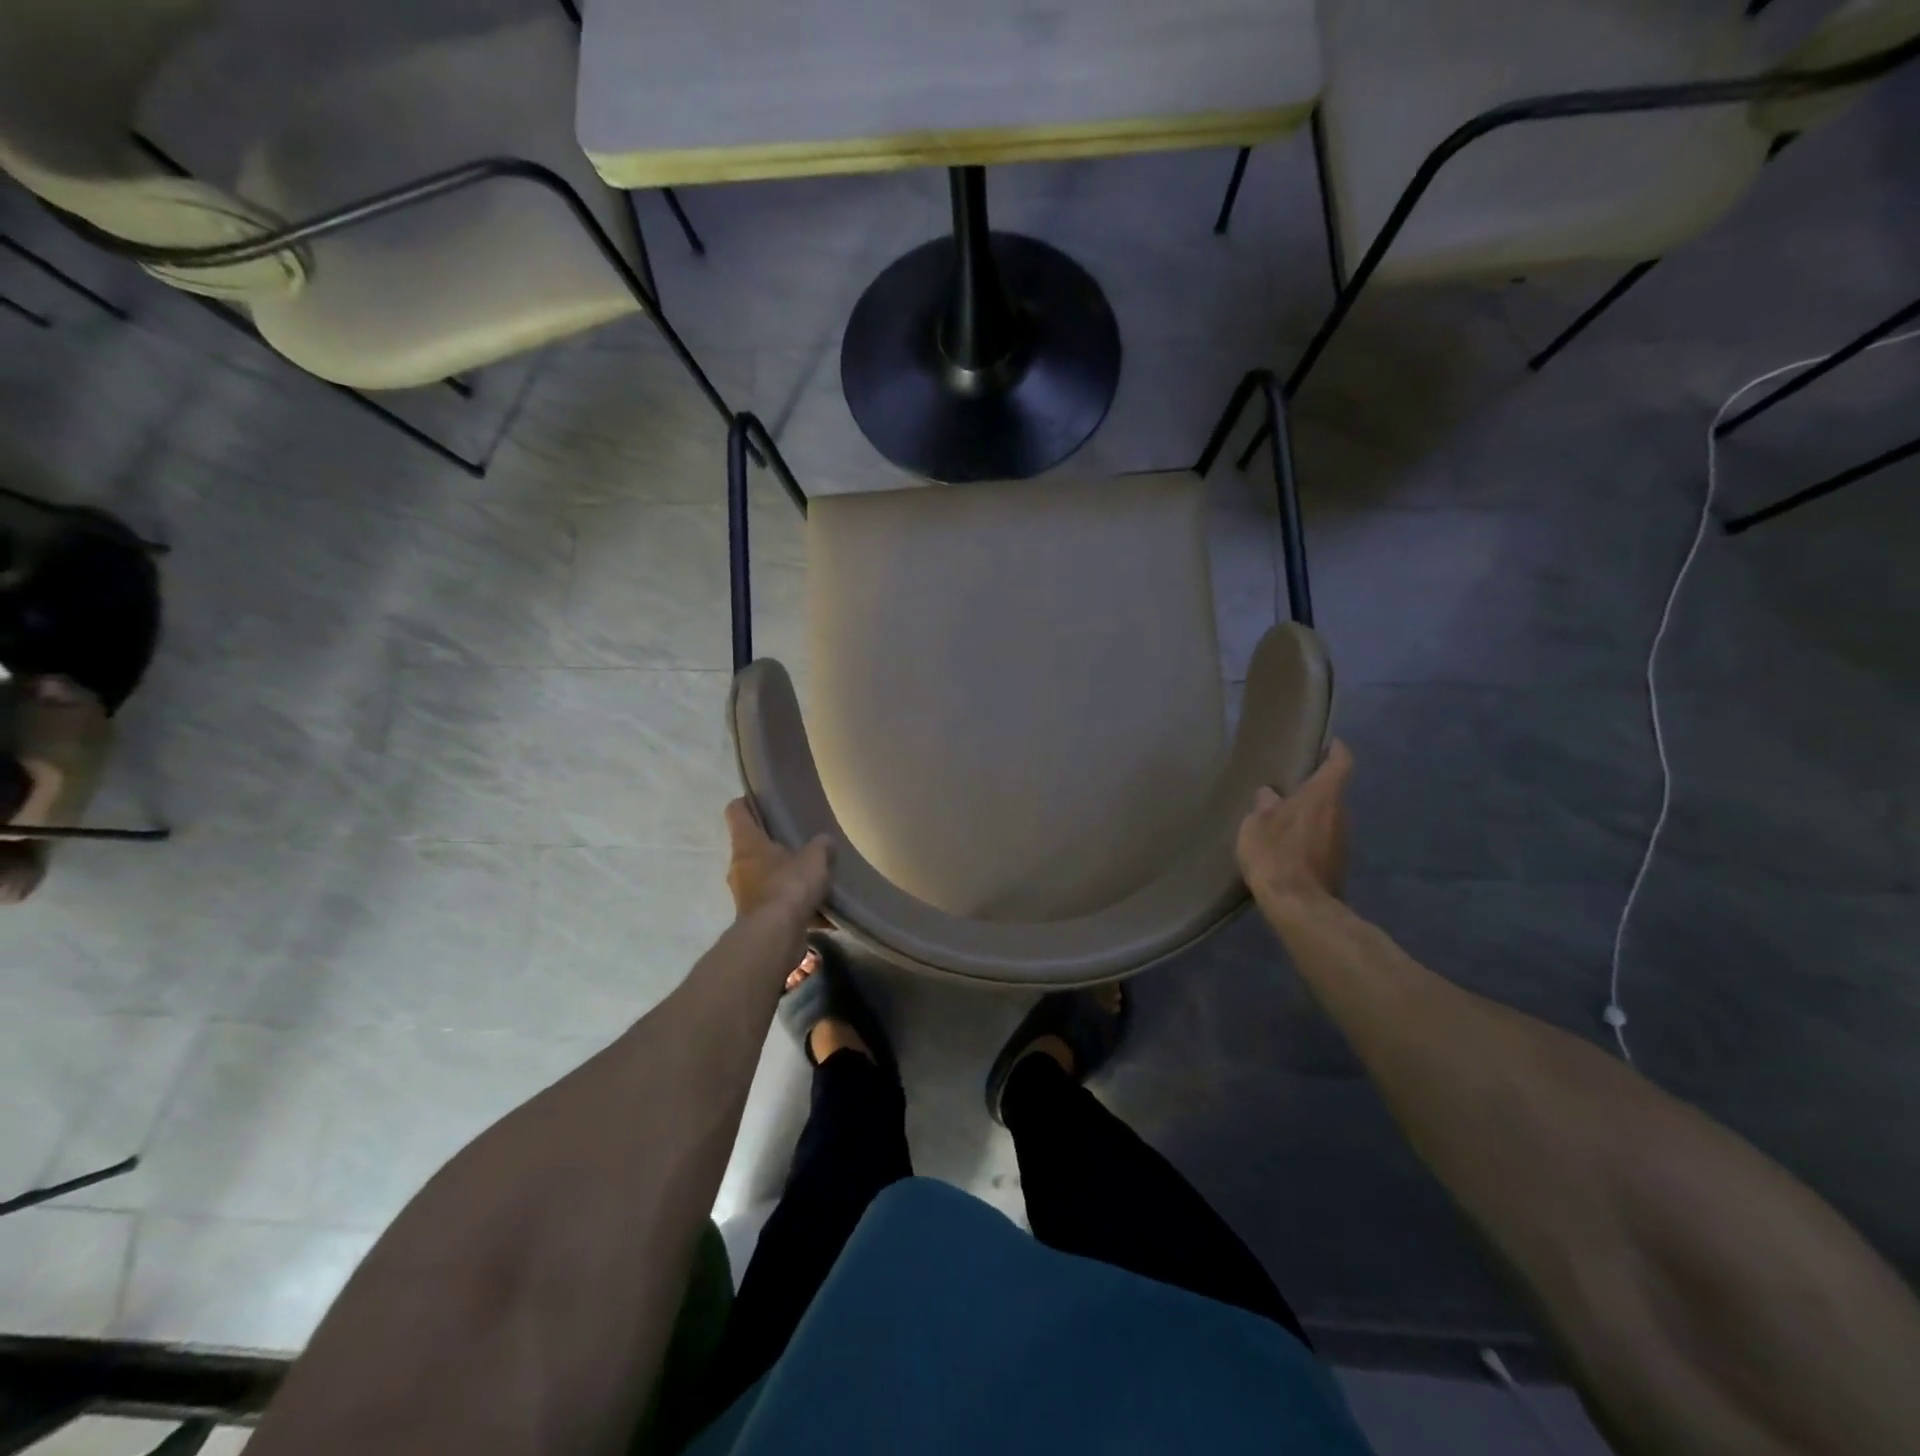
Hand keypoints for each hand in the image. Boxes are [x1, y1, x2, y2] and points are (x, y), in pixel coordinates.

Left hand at [725, 798, 831, 922]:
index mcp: (747, 844)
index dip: (748, 802)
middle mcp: (739, 866)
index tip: (764, 800)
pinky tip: (819, 909)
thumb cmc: (789, 886)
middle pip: (751, 846)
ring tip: (811, 876)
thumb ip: (821, 846)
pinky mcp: (755, 918)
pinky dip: (792, 905)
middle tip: (799, 841)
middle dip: (773, 844)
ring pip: (764, 877)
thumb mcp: (814, 859)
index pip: (736, 811)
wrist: (775, 936)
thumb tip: (824, 841)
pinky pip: (776, 904)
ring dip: (783, 877)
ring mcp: (745, 894)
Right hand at [1235, 740, 1352, 915]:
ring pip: (1327, 819)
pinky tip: (1287, 850)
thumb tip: (1270, 795)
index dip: (1337, 751)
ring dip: (1310, 818)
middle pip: (1331, 794)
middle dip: (1312, 791)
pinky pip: (1324, 842)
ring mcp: (1343, 841)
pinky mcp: (1338, 865)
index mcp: (1322, 796)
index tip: (1330, 743)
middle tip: (1287, 791)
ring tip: (1282, 823)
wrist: (1299, 906)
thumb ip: (1264, 806)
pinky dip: (1309, 840)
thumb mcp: (1255, 825)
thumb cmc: (1275, 854)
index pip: (1340, 763)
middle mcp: (1340, 814)